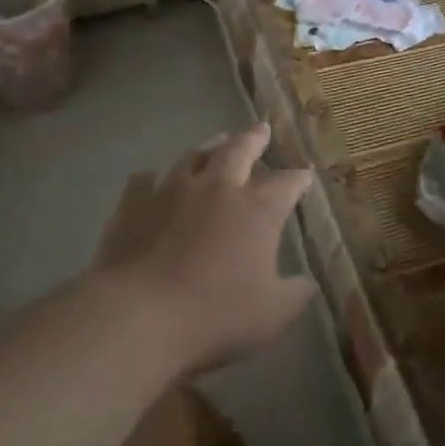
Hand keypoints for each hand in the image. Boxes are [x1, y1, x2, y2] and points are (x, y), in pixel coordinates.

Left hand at [89, 123, 316, 374]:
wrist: (138, 315)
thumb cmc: (213, 315)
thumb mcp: (271, 316)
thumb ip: (295, 295)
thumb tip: (308, 283)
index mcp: (257, 209)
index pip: (287, 183)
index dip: (299, 179)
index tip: (305, 177)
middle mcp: (219, 187)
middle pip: (241, 149)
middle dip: (255, 139)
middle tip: (261, 130)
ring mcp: (174, 188)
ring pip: (196, 155)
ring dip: (210, 146)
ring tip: (218, 140)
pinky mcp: (136, 200)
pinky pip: (147, 178)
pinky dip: (156, 177)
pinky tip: (156, 180)